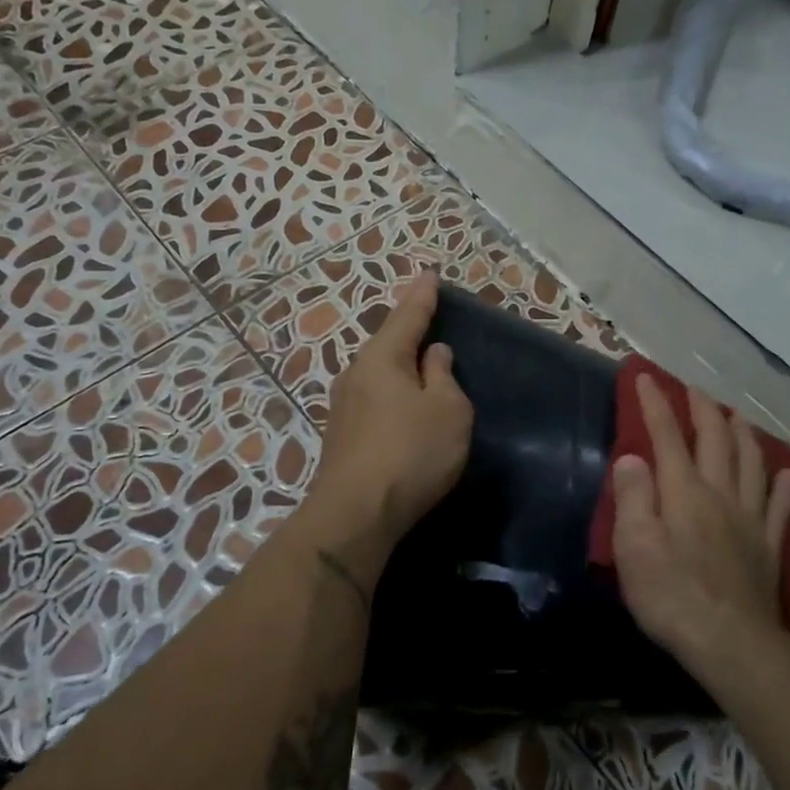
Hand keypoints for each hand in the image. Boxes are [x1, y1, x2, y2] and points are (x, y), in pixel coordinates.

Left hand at [305, 272, 473, 548]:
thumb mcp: (448, 411)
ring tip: (421, 360)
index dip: (423, 296)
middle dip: (408, 329)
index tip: (430, 275)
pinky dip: (393, 390)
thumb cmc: (411, 454)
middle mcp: (356, 374)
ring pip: (379, 372)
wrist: (355, 514)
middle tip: (428, 314)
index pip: (407, 316)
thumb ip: (443, 377)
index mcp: (383, 358)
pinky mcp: (342, 434)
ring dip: (400, 364)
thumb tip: (434, 354)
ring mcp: (344, 405)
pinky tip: (403, 401)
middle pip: (388, 342)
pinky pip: (374, 397)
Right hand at [612, 375, 789, 670]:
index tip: (645, 377)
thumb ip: (633, 496)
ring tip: (736, 416)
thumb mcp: (634, 546)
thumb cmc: (671, 594)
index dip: (655, 404)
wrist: (730, 642)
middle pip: (715, 440)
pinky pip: (780, 506)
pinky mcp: (768, 546)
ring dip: (743, 434)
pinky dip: (784, 485)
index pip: (667, 436)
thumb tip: (633, 456)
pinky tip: (788, 472)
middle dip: (703, 410)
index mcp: (684, 491)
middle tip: (694, 390)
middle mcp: (720, 494)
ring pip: (751, 463)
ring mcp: (749, 519)